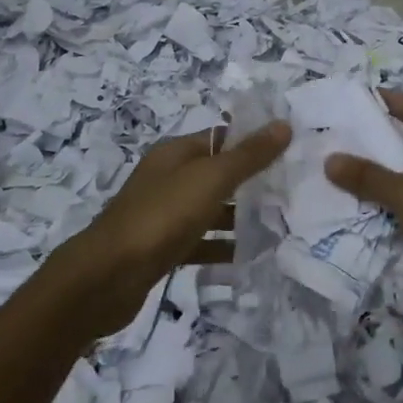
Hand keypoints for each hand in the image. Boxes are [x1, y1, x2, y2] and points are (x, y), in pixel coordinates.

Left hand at [84, 121, 290, 286]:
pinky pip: (202, 242)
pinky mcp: (165, 248)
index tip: (293, 151)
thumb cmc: (161, 216)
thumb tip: (283, 125)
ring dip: (242, 216)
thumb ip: (248, 155)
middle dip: (254, 181)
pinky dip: (224, 247)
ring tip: (283, 224)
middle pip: (219, 173)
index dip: (255, 141)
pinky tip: (252, 256)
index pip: (222, 137)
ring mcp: (165, 215)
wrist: (107, 277)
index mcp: (175, 154)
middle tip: (296, 190)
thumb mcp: (210, 179)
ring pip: (212, 209)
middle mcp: (169, 179)